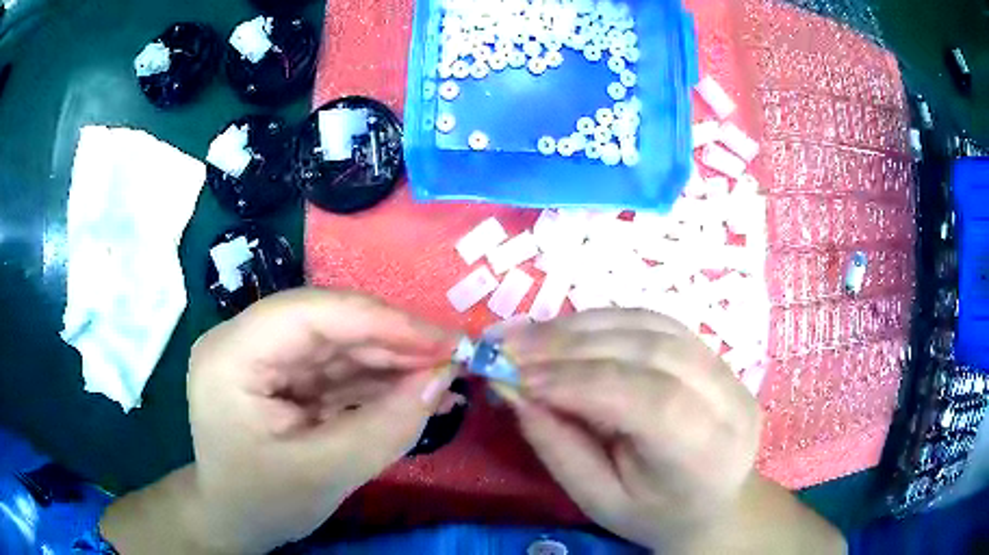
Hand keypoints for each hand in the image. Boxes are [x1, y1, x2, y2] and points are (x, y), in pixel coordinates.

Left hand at [103, 289, 456, 553]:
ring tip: (444, 377)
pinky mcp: (286, 376)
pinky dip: (379, 381)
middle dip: (391, 340)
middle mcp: (244, 342)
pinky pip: (338, 369)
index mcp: (231, 356)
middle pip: (326, 323)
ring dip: (392, 360)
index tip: (441, 340)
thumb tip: (442, 378)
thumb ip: (383, 428)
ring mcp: (265, 357)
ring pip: (338, 343)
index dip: (378, 321)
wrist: (235, 520)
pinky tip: (417, 393)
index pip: (307, 314)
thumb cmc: (262, 503)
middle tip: (452, 357)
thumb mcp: (323, 475)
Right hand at [503, 309, 761, 550]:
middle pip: (651, 351)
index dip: (579, 381)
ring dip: (583, 326)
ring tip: (530, 335)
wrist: (713, 503)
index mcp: (706, 452)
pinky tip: (568, 331)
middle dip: (572, 345)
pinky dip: (604, 322)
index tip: (516, 376)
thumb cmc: (654, 515)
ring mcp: (727, 370)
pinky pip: (655, 323)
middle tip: (509, 345)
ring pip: (652, 326)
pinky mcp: (714, 354)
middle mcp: (728, 400)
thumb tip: (513, 389)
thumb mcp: (599, 500)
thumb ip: (558, 446)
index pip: (649, 400)